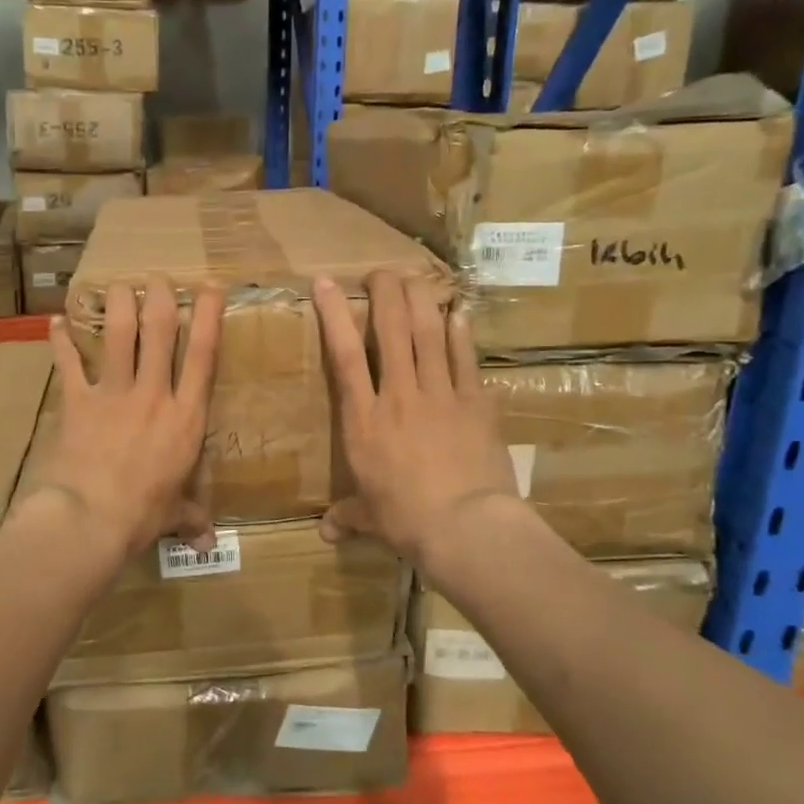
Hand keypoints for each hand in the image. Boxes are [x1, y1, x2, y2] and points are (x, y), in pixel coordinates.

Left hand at [32, 277, 224, 561]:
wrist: (90, 519)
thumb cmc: (142, 515)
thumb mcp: (174, 514)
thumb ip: (191, 518)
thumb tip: (206, 543)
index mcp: (185, 416)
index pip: (203, 355)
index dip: (208, 316)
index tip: (209, 286)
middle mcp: (153, 394)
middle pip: (159, 331)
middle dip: (160, 297)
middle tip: (157, 277)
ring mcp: (113, 393)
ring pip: (119, 334)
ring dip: (118, 304)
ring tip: (117, 284)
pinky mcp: (78, 401)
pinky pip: (69, 363)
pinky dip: (61, 341)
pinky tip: (55, 321)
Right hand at [313, 270, 521, 571]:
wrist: (465, 526)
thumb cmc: (406, 520)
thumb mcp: (371, 518)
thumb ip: (348, 516)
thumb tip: (326, 532)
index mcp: (364, 419)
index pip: (343, 355)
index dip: (335, 314)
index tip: (327, 282)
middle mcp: (399, 395)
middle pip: (391, 329)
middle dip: (384, 292)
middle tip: (380, 272)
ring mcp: (441, 394)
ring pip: (428, 333)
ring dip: (421, 300)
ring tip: (415, 277)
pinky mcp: (476, 403)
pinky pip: (466, 358)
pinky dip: (461, 333)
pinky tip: (459, 312)